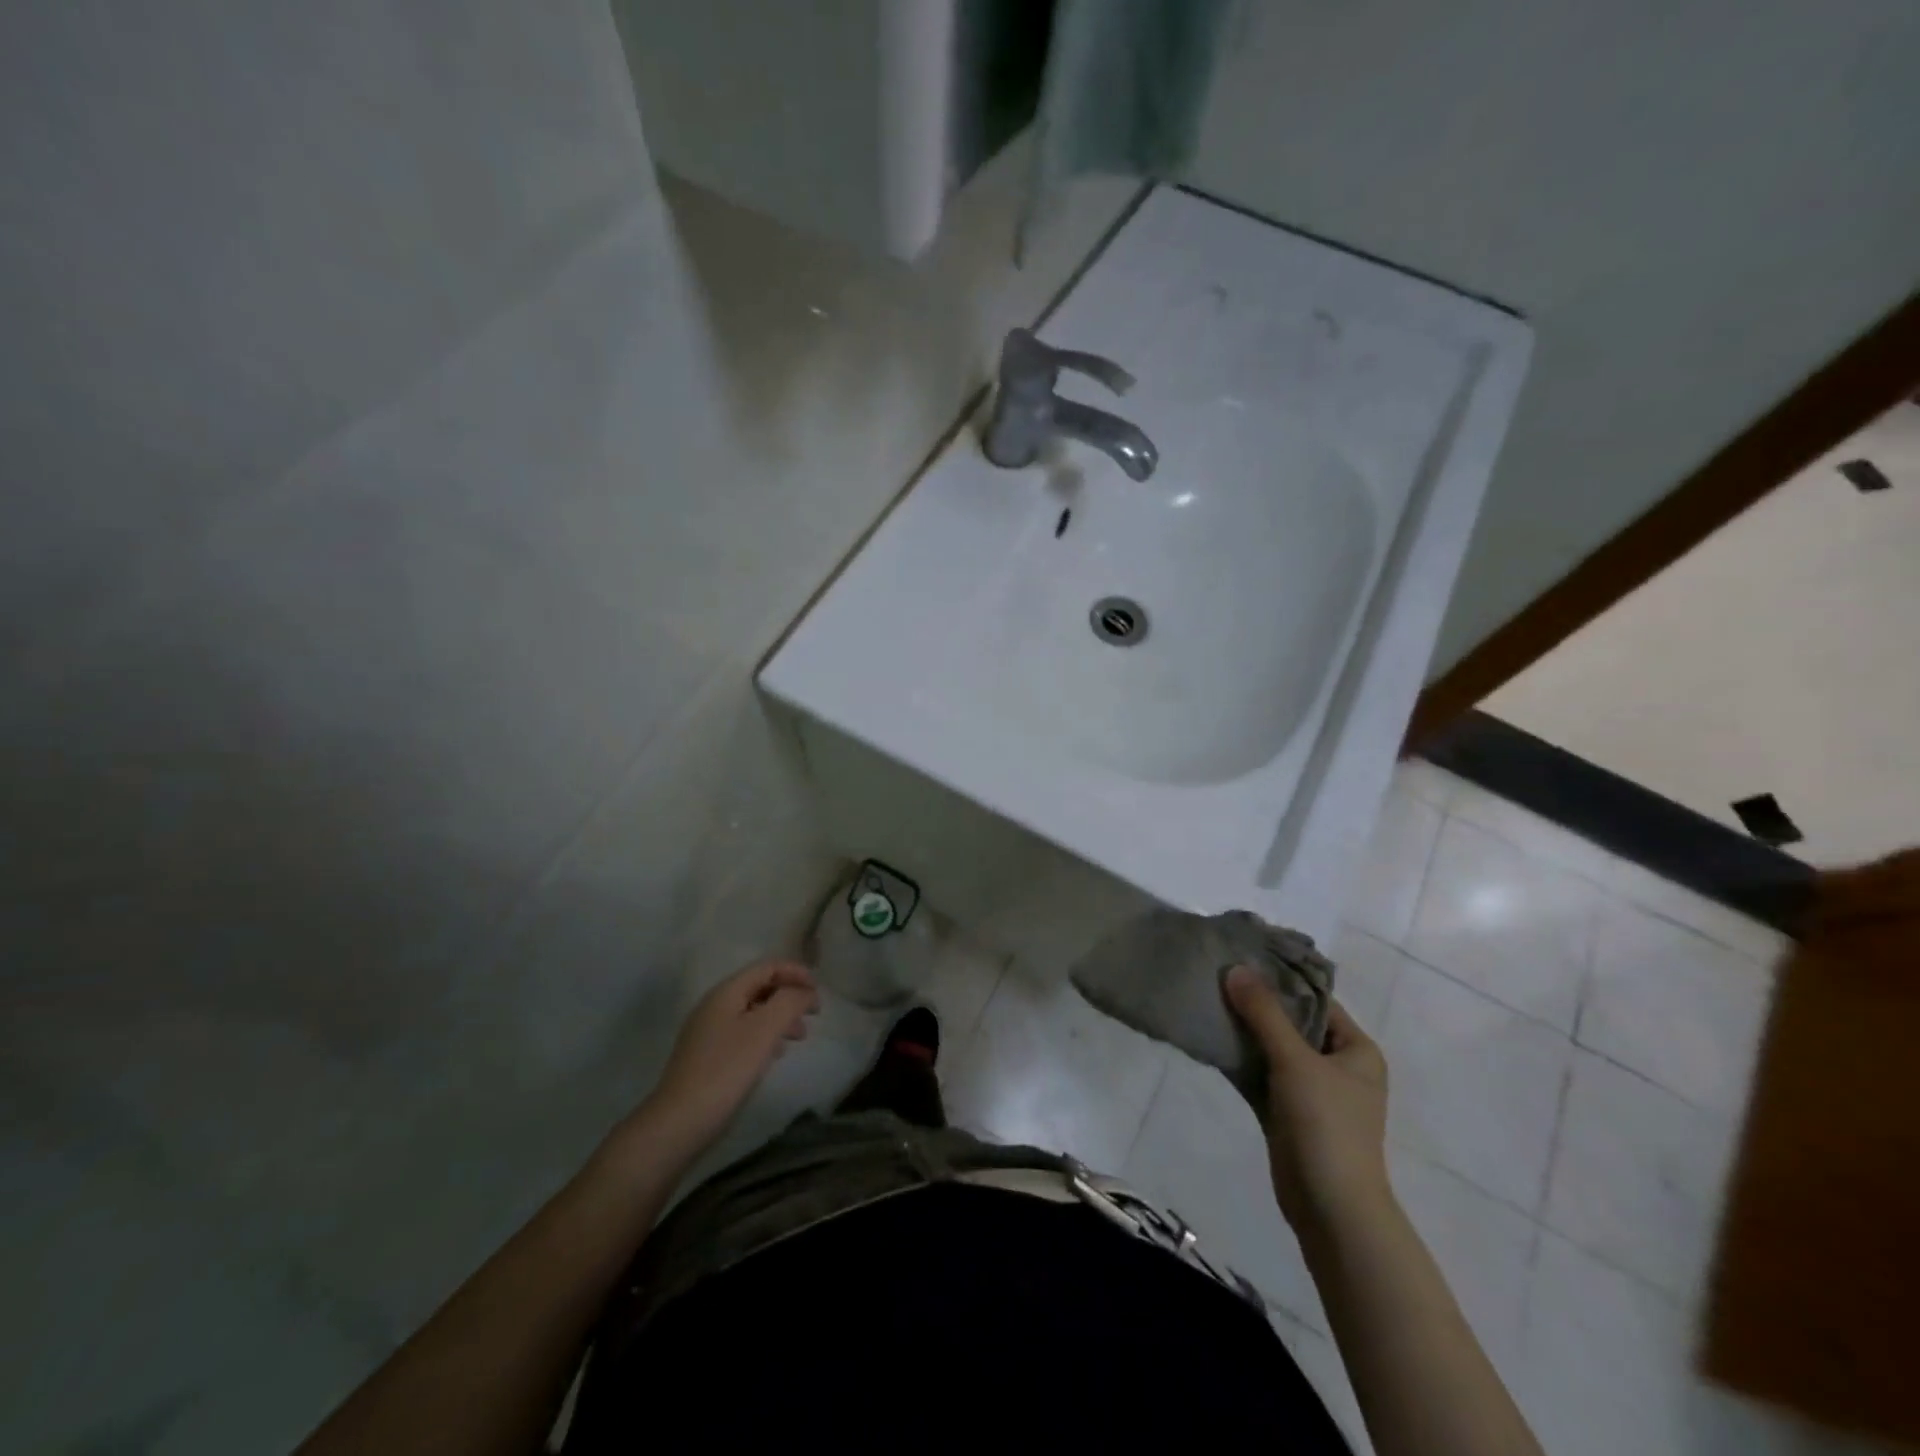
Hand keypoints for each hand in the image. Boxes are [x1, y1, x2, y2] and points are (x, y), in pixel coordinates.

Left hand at [644, 960, 820, 1147]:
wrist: (679, 1123)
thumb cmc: (725, 1070)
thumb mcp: (764, 1030)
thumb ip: (789, 1002)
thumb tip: (805, 992)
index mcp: (726, 992)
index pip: (766, 967)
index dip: (795, 972)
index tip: (818, 991)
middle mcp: (714, 1005)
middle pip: (759, 987)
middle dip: (789, 995)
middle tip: (813, 1014)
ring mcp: (708, 1031)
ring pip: (753, 1011)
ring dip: (780, 1016)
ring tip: (799, 1037)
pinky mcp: (707, 1056)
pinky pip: (743, 1033)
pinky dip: (765, 1035)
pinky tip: (775, 1054)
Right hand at [1225, 966, 1392, 1235]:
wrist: (1331, 1209)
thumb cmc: (1327, 1125)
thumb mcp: (1295, 1060)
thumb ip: (1264, 1013)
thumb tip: (1235, 968)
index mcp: (1356, 1050)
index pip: (1317, 1000)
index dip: (1282, 979)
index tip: (1243, 958)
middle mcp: (1337, 1066)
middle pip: (1292, 1023)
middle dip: (1257, 1004)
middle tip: (1218, 976)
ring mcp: (1312, 1092)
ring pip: (1273, 1049)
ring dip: (1244, 1031)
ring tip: (1208, 1001)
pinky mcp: (1287, 1113)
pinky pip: (1261, 1075)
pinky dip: (1240, 1060)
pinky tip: (1210, 1040)